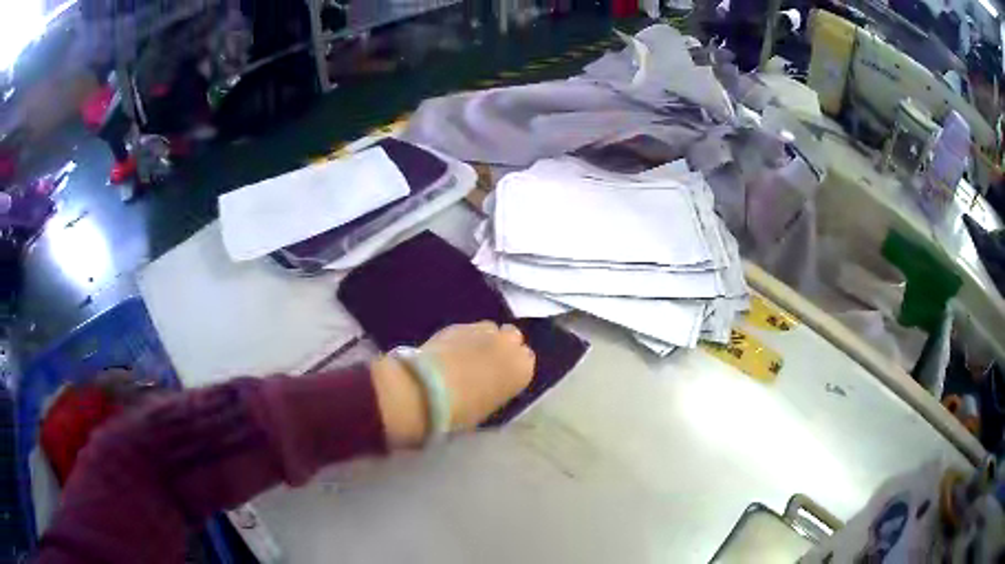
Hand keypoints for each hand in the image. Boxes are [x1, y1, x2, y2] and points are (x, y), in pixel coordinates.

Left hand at [370, 322, 534, 446]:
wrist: (429, 390)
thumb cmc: (464, 410)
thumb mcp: (491, 407)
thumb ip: (498, 389)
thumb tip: (490, 384)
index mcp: (522, 369)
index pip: (527, 359)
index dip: (513, 366)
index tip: (503, 375)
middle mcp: (508, 344)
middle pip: (512, 337)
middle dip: (502, 346)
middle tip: (487, 362)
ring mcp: (482, 330)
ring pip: (489, 329)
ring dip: (483, 339)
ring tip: (466, 355)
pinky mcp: (457, 325)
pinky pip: (467, 329)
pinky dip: (462, 338)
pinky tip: (448, 352)